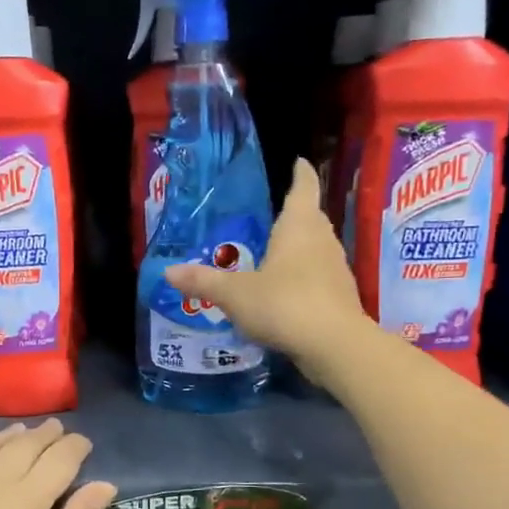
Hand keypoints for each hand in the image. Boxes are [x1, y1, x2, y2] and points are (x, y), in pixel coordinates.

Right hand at [165, 157, 370, 381]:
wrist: (335, 346)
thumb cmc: (284, 304)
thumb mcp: (235, 294)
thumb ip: (203, 282)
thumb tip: (168, 271)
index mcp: (298, 228)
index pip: (302, 189)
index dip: (299, 174)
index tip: (297, 162)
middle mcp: (322, 241)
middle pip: (311, 218)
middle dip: (295, 214)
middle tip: (273, 214)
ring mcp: (335, 270)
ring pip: (317, 248)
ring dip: (300, 248)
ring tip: (275, 253)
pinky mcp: (341, 298)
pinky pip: (319, 277)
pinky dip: (304, 277)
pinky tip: (286, 292)